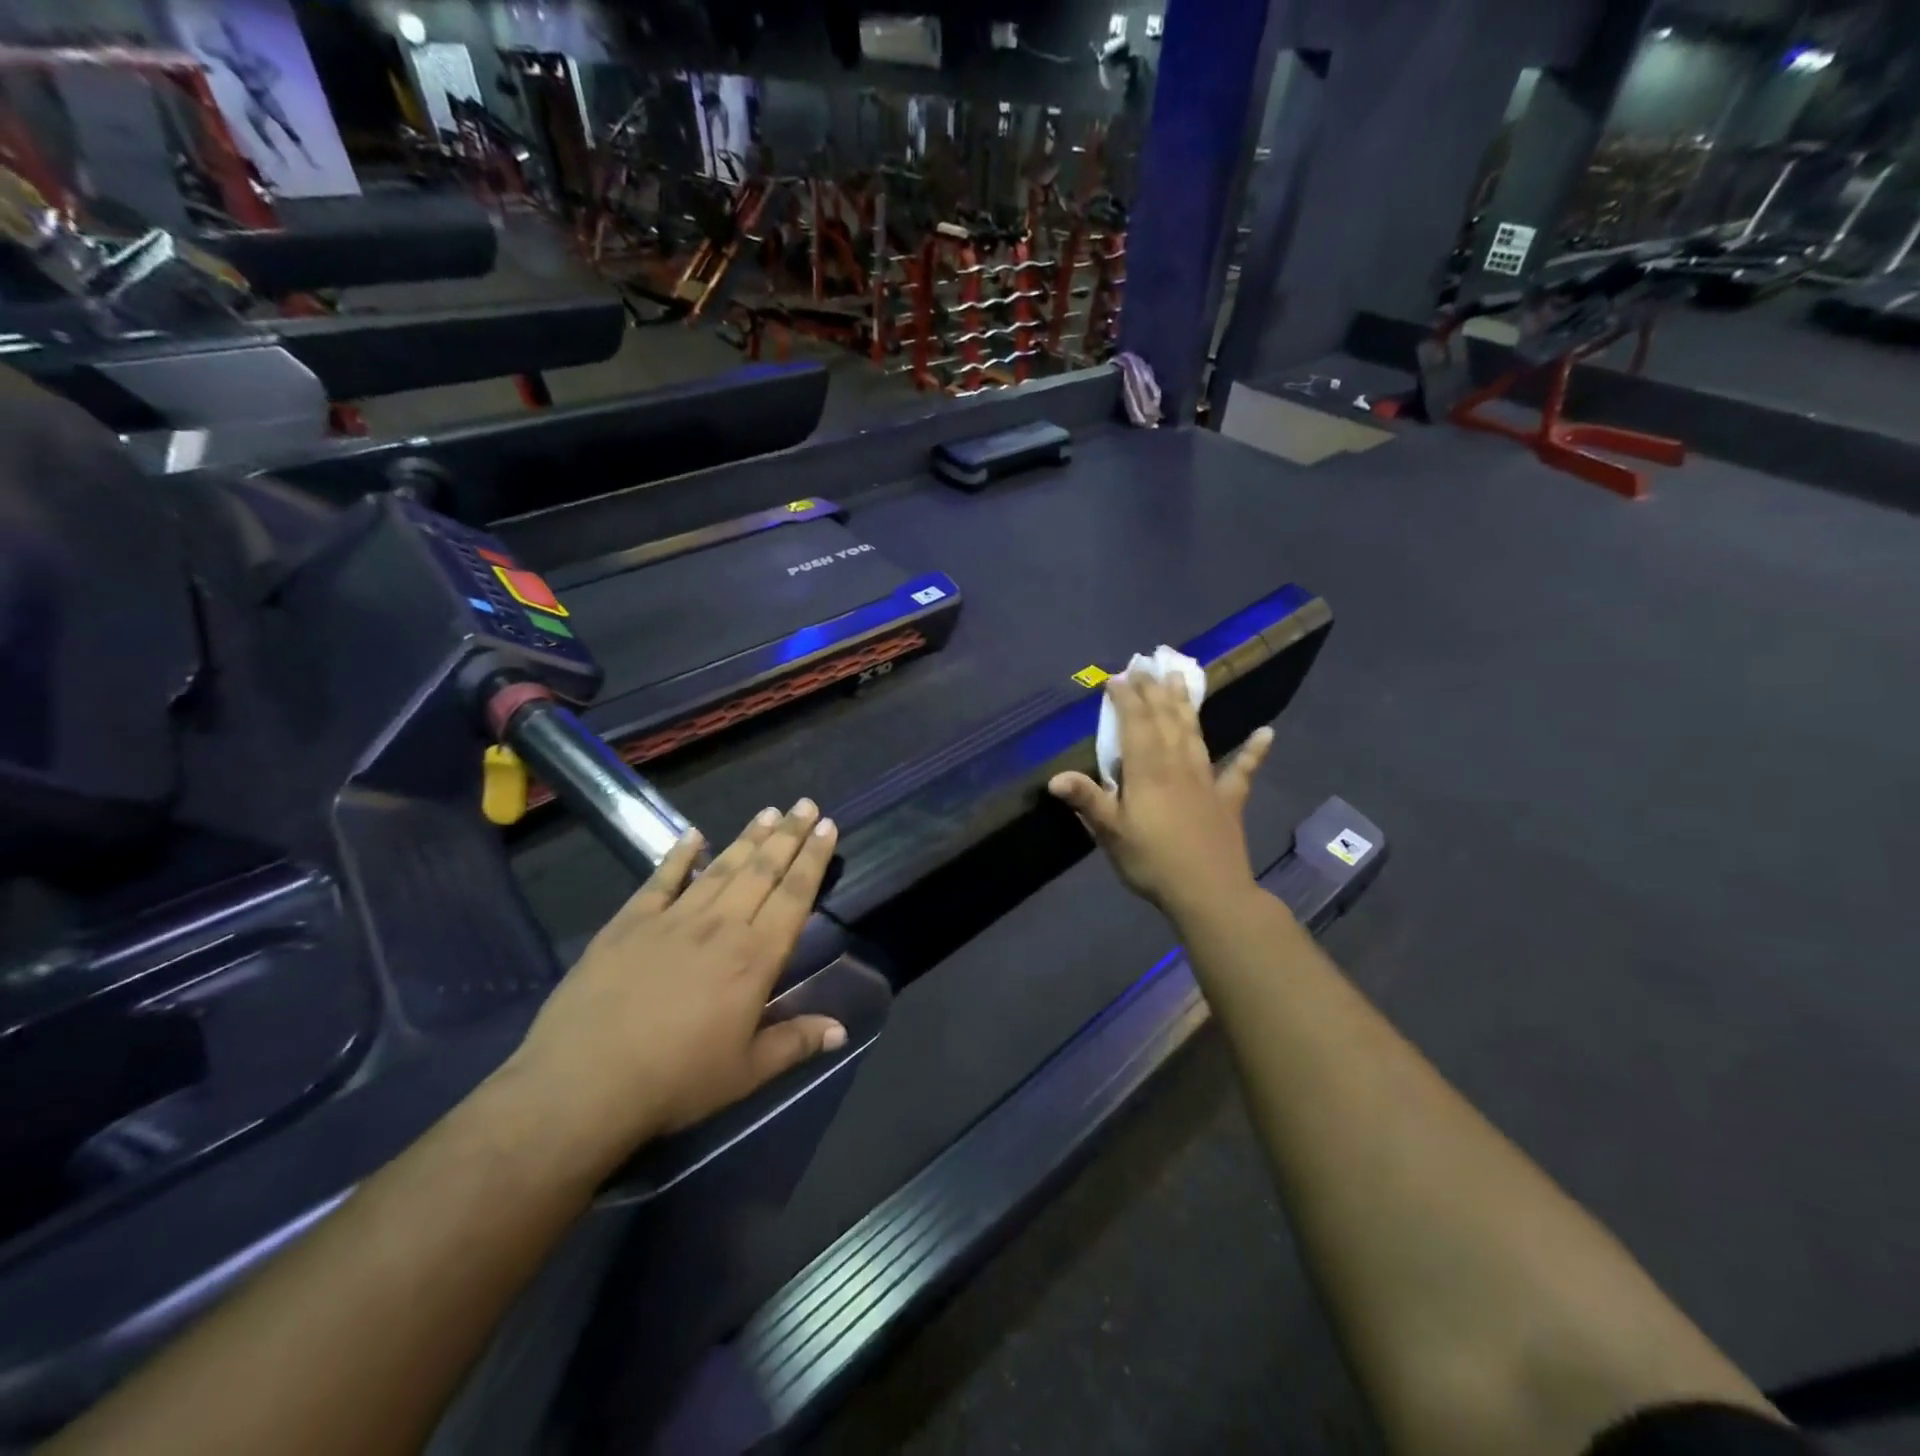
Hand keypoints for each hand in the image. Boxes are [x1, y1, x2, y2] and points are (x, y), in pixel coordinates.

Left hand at [502, 799, 846, 1159]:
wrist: (583, 1084)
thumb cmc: (675, 1082)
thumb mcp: (746, 1073)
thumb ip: (795, 1042)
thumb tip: (841, 1029)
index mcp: (754, 959)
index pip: (794, 896)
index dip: (814, 859)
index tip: (827, 826)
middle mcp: (720, 926)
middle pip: (761, 870)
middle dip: (788, 835)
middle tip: (805, 803)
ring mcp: (672, 919)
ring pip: (720, 868)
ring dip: (747, 837)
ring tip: (769, 812)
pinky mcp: (629, 922)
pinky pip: (661, 879)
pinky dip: (679, 855)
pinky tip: (694, 835)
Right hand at [1048, 673, 1272, 921]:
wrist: (1209, 892)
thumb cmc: (1153, 862)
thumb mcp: (1112, 834)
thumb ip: (1088, 801)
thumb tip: (1054, 777)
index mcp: (1148, 772)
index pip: (1136, 726)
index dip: (1127, 699)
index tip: (1118, 677)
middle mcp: (1178, 766)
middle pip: (1165, 721)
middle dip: (1153, 692)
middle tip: (1146, 666)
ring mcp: (1207, 780)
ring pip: (1194, 734)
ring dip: (1187, 705)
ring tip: (1181, 679)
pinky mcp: (1229, 800)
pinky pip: (1242, 770)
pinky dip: (1254, 751)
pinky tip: (1267, 733)